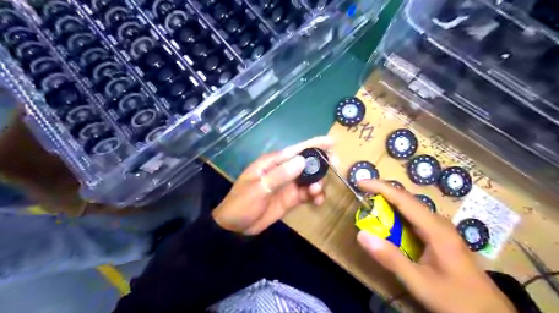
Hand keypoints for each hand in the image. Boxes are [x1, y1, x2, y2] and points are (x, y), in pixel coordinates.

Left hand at [212, 137, 333, 234]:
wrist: (235, 227)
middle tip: (335, 166)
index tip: (332, 142)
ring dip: (318, 182)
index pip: (296, 150)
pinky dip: (315, 195)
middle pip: (306, 162)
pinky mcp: (291, 198)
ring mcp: (288, 185)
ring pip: (309, 178)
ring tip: (317, 192)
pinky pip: (307, 193)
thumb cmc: (241, 204)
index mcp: (272, 163)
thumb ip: (279, 175)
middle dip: (322, 163)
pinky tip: (317, 201)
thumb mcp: (258, 189)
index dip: (314, 144)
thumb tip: (301, 161)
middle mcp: (282, 170)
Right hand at [355, 179, 517, 312]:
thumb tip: (362, 234)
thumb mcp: (419, 282)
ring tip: (371, 205)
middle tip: (362, 193)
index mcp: (436, 229)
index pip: (404, 199)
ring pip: (412, 209)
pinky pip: (415, 220)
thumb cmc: (456, 299)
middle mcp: (439, 223)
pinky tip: (390, 224)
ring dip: (390, 204)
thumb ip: (391, 258)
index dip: (380, 187)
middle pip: (408, 199)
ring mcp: (442, 230)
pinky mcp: (441, 238)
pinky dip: (398, 216)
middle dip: (383, 193)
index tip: (360, 182)